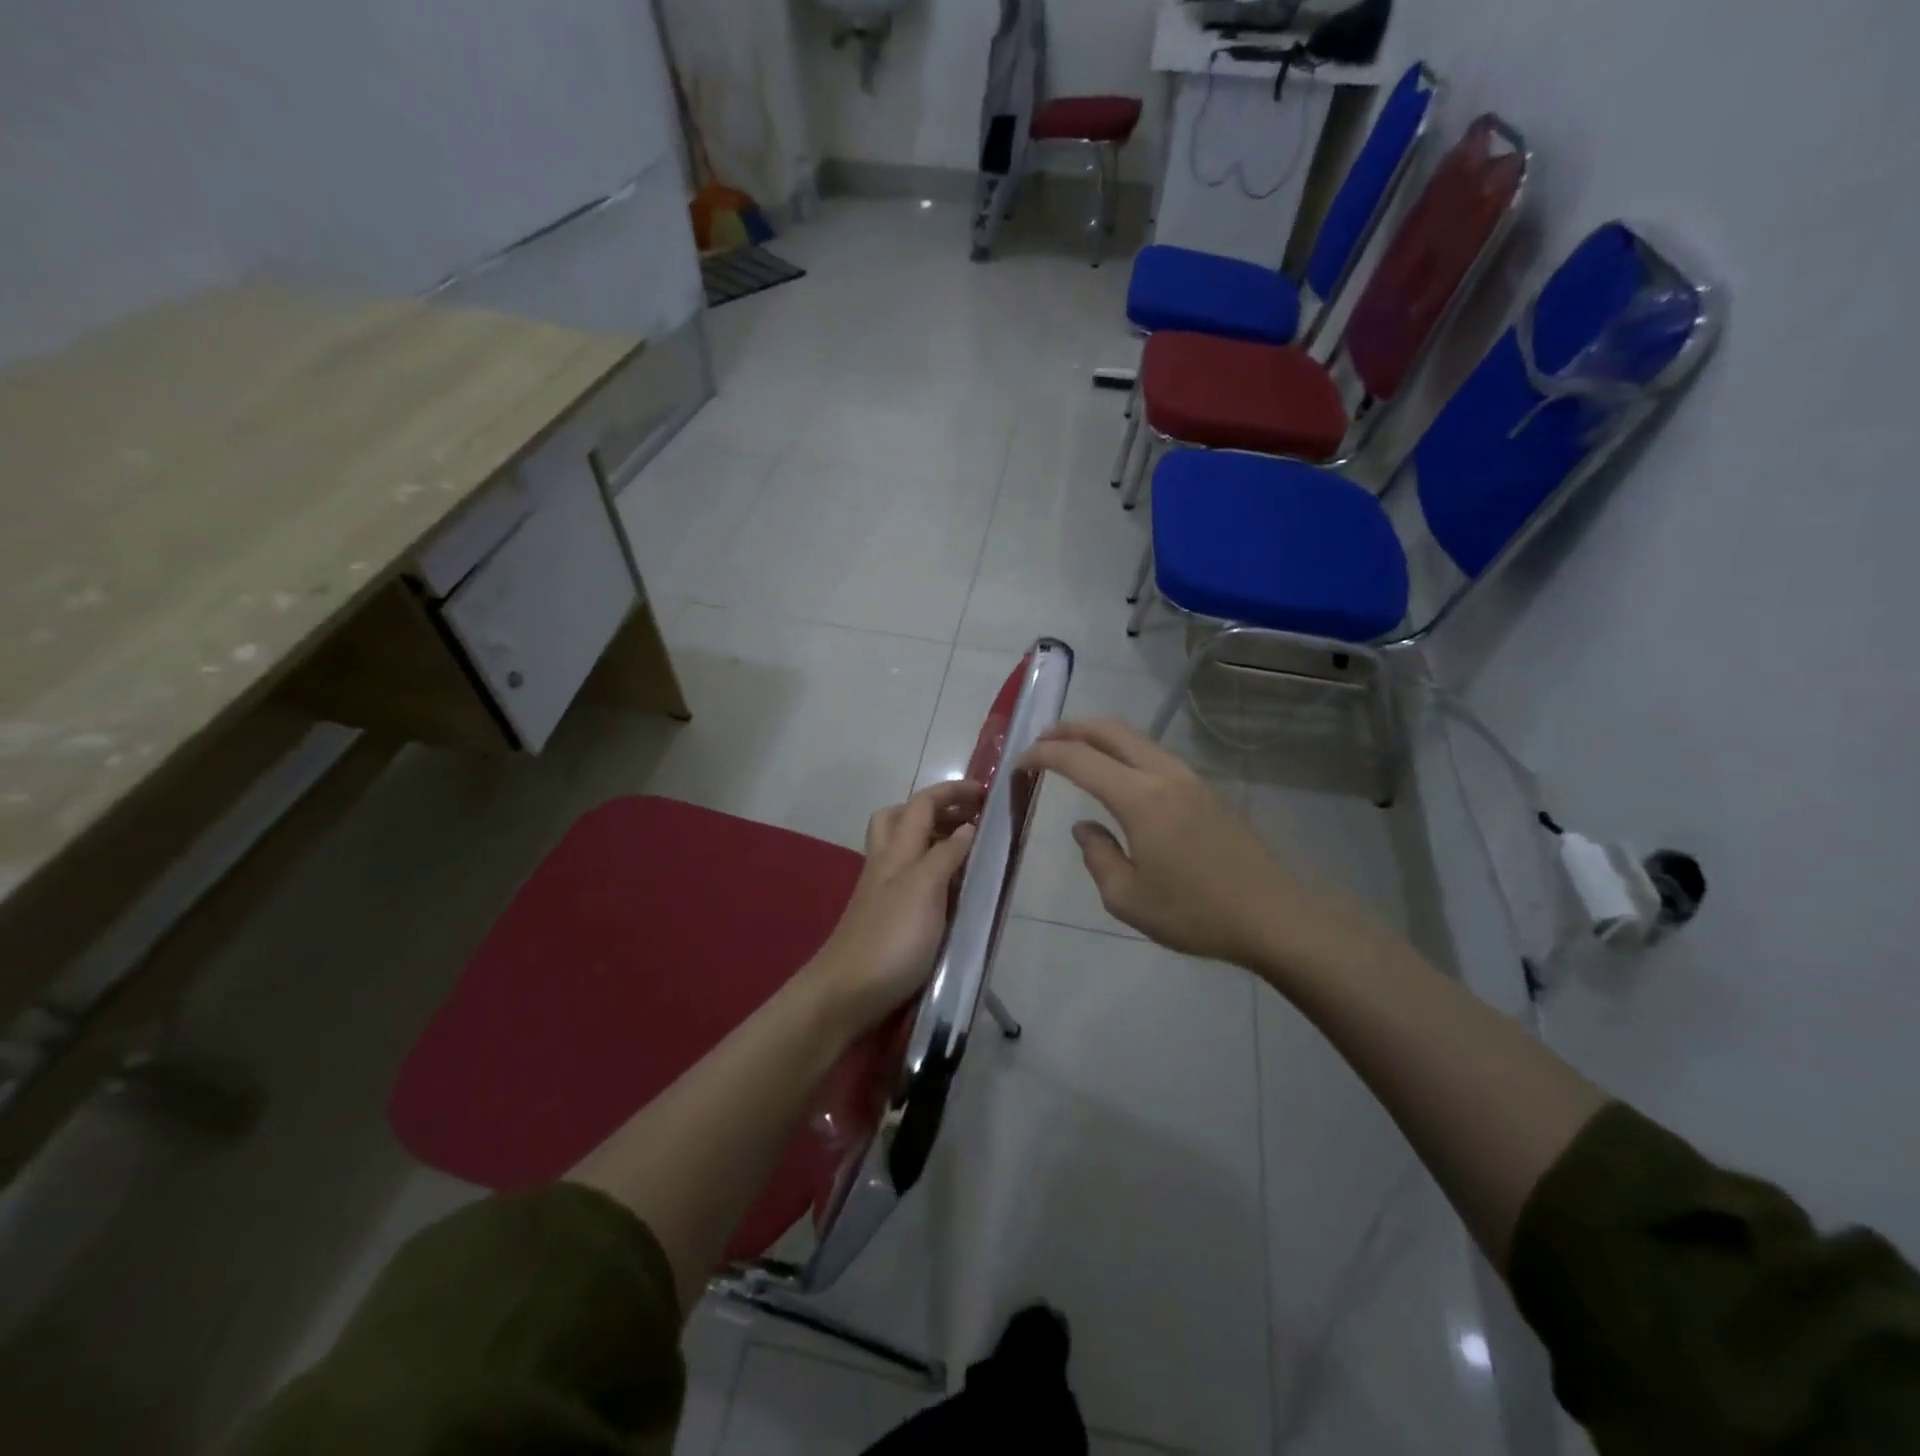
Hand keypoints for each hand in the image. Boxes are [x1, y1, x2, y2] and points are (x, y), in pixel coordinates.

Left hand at [804, 779, 982, 1034]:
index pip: (922, 803)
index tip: (985, 793)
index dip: (951, 791)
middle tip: (969, 820)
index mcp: (896, 850)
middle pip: (902, 818)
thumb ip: (946, 855)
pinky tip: (950, 892)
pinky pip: (910, 879)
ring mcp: (882, 891)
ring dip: (933, 839)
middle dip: (935, 809)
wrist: (845, 993)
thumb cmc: (891, 938)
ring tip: (967, 853)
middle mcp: (886, 863)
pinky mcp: (885, 917)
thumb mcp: (925, 890)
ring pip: (904, 848)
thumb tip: (967, 826)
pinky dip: (931, 872)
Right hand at [1020, 719, 1389, 982]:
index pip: (1079, 759)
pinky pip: (1153, 755)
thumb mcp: (1126, 898)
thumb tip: (1085, 828)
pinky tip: (1115, 774)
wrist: (1272, 916)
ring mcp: (1189, 778)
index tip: (1019, 763)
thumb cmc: (1194, 913)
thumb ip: (1097, 855)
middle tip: (1040, 740)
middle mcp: (1163, 775)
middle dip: (1070, 728)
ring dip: (1098, 736)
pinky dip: (1123, 751)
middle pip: (1110, 730)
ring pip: (1135, 738)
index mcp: (1139, 798)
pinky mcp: (1205, 790)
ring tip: (1072, 751)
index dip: (1043, 755)